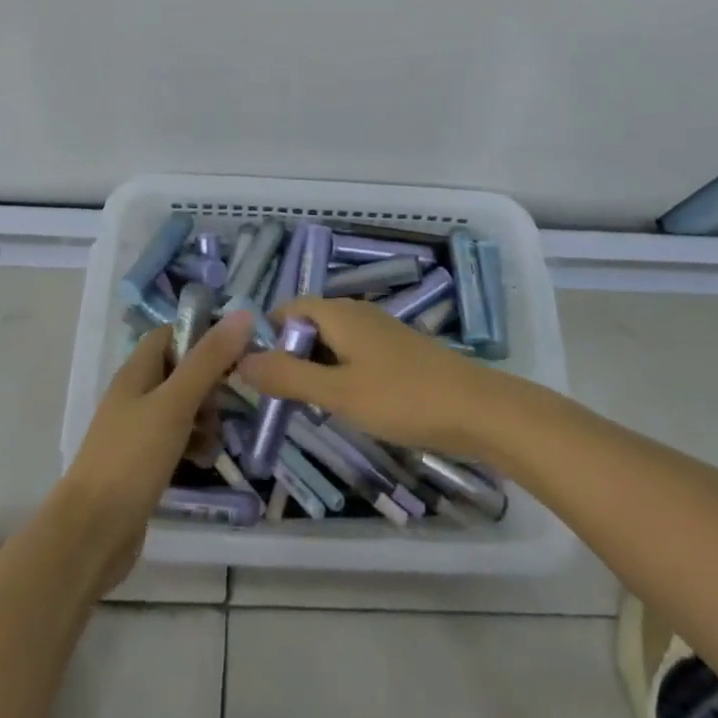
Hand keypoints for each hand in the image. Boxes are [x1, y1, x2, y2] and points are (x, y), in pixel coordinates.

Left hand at [55, 309, 256, 591]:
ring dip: (206, 417)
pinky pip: (177, 440)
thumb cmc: (132, 458)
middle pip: (182, 370)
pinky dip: (195, 444)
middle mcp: (136, 394)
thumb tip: (243, 314)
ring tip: (218, 439)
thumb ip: (209, 360)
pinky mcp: (144, 463)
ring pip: (183, 407)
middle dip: (211, 383)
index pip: (173, 333)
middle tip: (229, 403)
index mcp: (137, 371)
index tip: (239, 349)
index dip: (204, 335)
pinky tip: (206, 461)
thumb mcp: (175, 404)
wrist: (90, 535)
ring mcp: (138, 430)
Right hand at [238, 297, 506, 454]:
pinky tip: (345, 406)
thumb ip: (288, 376)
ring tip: (307, 407)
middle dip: (290, 356)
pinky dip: (340, 374)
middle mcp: (357, 313)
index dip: (267, 335)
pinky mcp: (398, 352)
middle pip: (309, 324)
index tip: (253, 374)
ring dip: (315, 369)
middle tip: (278, 398)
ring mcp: (380, 332)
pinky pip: (354, 355)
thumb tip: (241, 360)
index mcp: (339, 313)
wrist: (476, 409)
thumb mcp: (337, 392)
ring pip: (332, 342)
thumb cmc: (401, 397)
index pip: (288, 308)